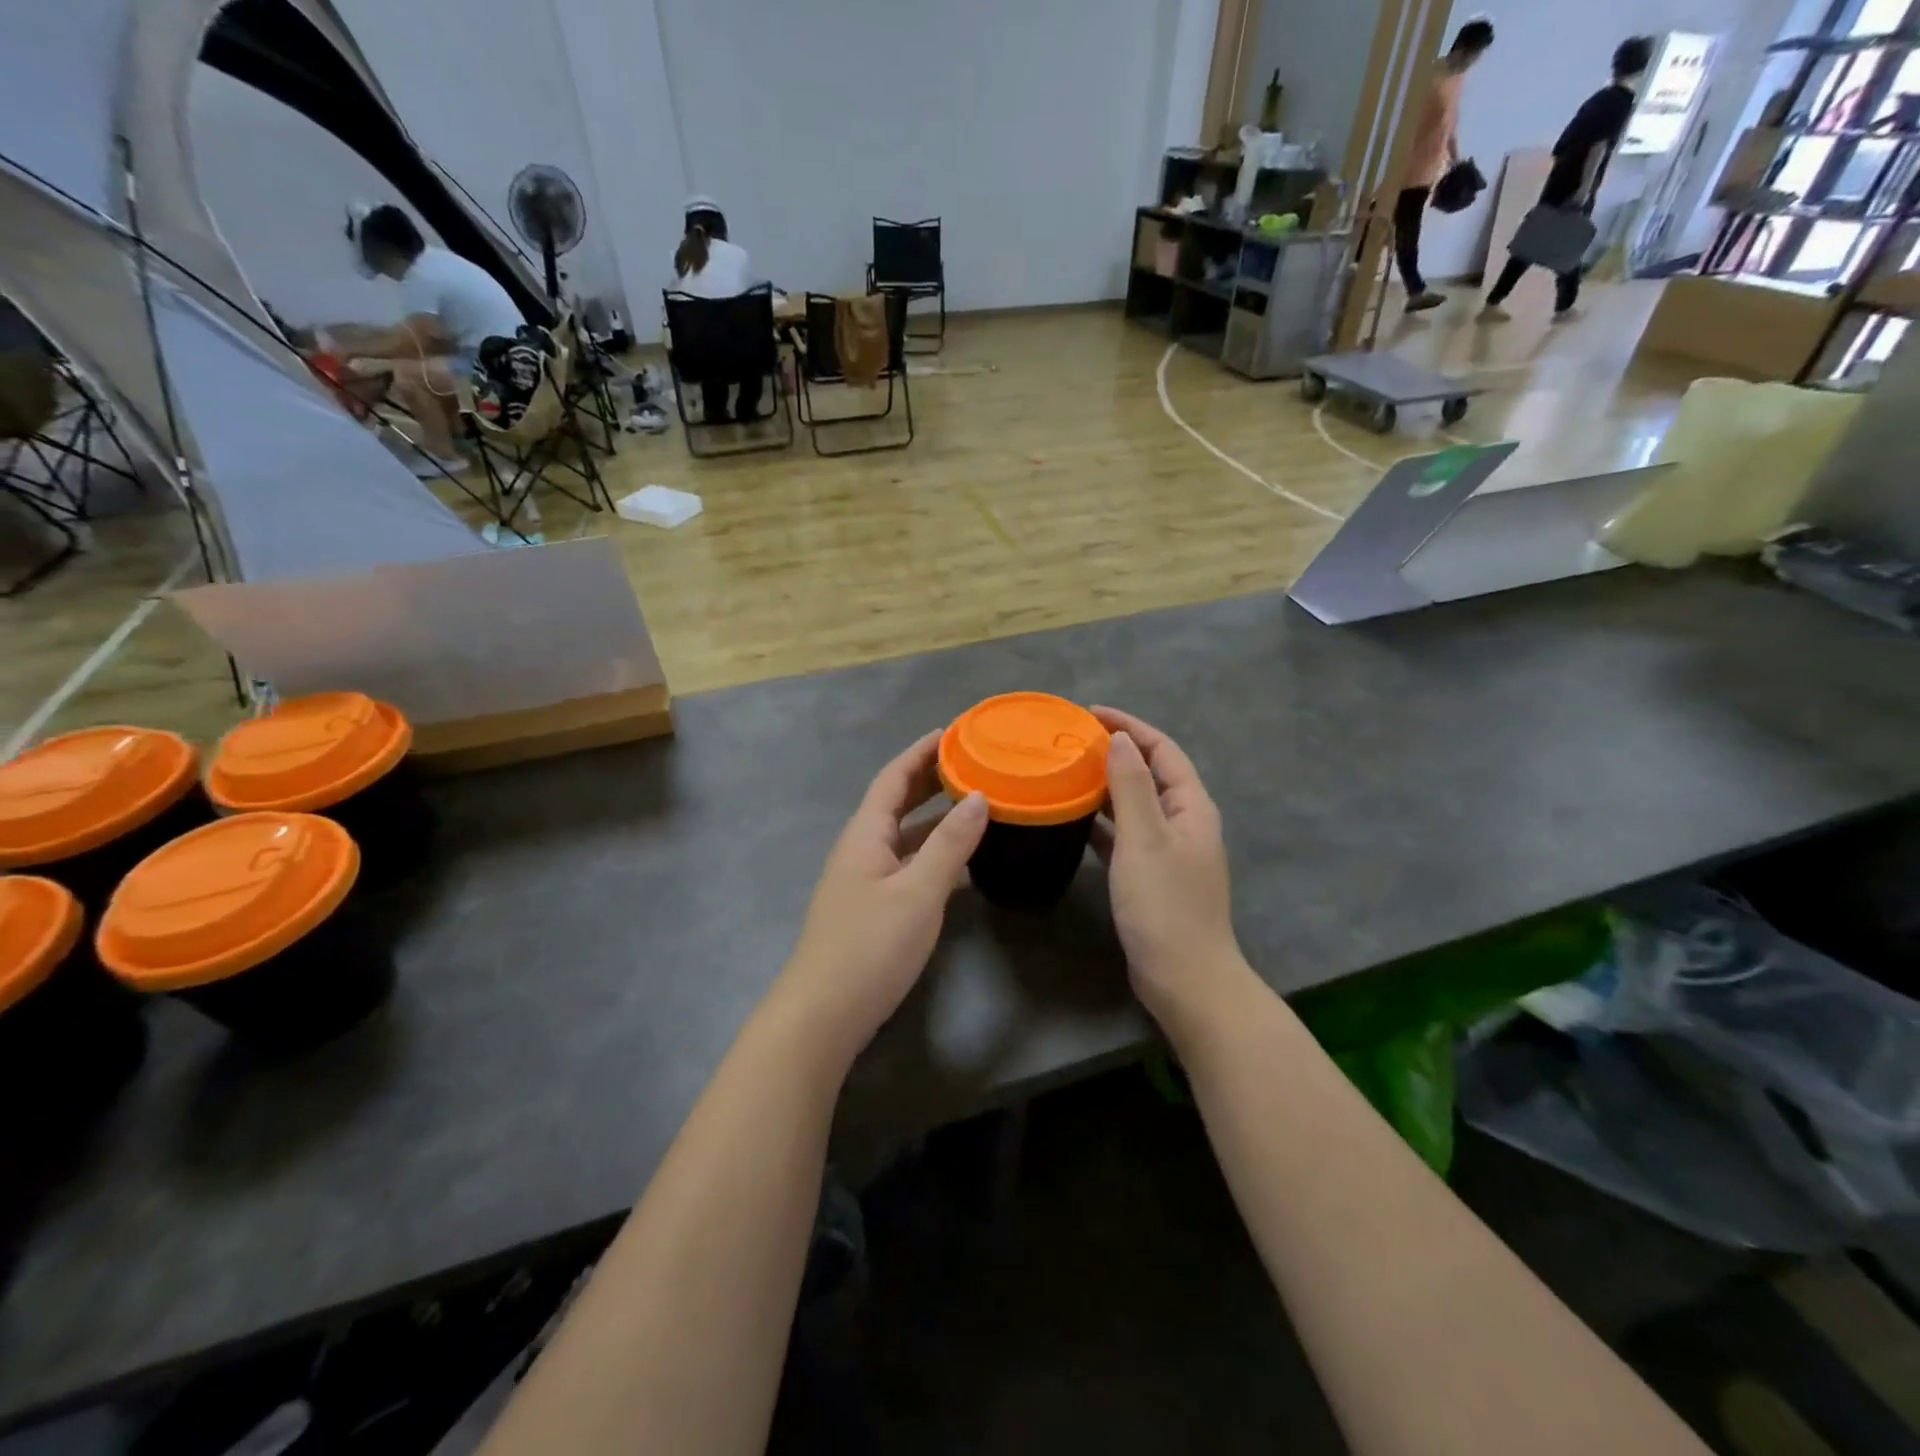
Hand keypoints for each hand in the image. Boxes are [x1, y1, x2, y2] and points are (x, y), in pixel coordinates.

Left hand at [777, 731, 987, 1060]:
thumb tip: (979, 796)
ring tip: (974, 804)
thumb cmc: (870, 945)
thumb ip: (950, 843)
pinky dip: (932, 852)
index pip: (893, 778)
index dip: (920, 752)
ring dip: (934, 817)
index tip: (952, 732)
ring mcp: (863, 881)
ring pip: (902, 835)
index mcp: (865, 834)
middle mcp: (860, 849)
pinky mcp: (871, 909)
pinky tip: (958, 862)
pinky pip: (906, 864)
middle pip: (895, 802)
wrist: (823, 1014)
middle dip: (929, 780)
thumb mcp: (919, 891)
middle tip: (970, 763)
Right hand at [1089, 708, 1248, 1028]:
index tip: (1088, 714)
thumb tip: (1119, 740)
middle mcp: (1185, 822)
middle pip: (1150, 773)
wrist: (1184, 979)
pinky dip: (1105, 822)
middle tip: (1071, 742)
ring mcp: (1170, 851)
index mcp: (1191, 807)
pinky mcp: (1153, 876)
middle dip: (1116, 752)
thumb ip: (1131, 787)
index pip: (1162, 750)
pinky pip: (1126, 835)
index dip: (1129, 726)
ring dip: (1107, 786)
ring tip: (1069, 772)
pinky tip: (1076, 819)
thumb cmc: (1164, 905)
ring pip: (1136, 805)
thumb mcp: (1144, 839)